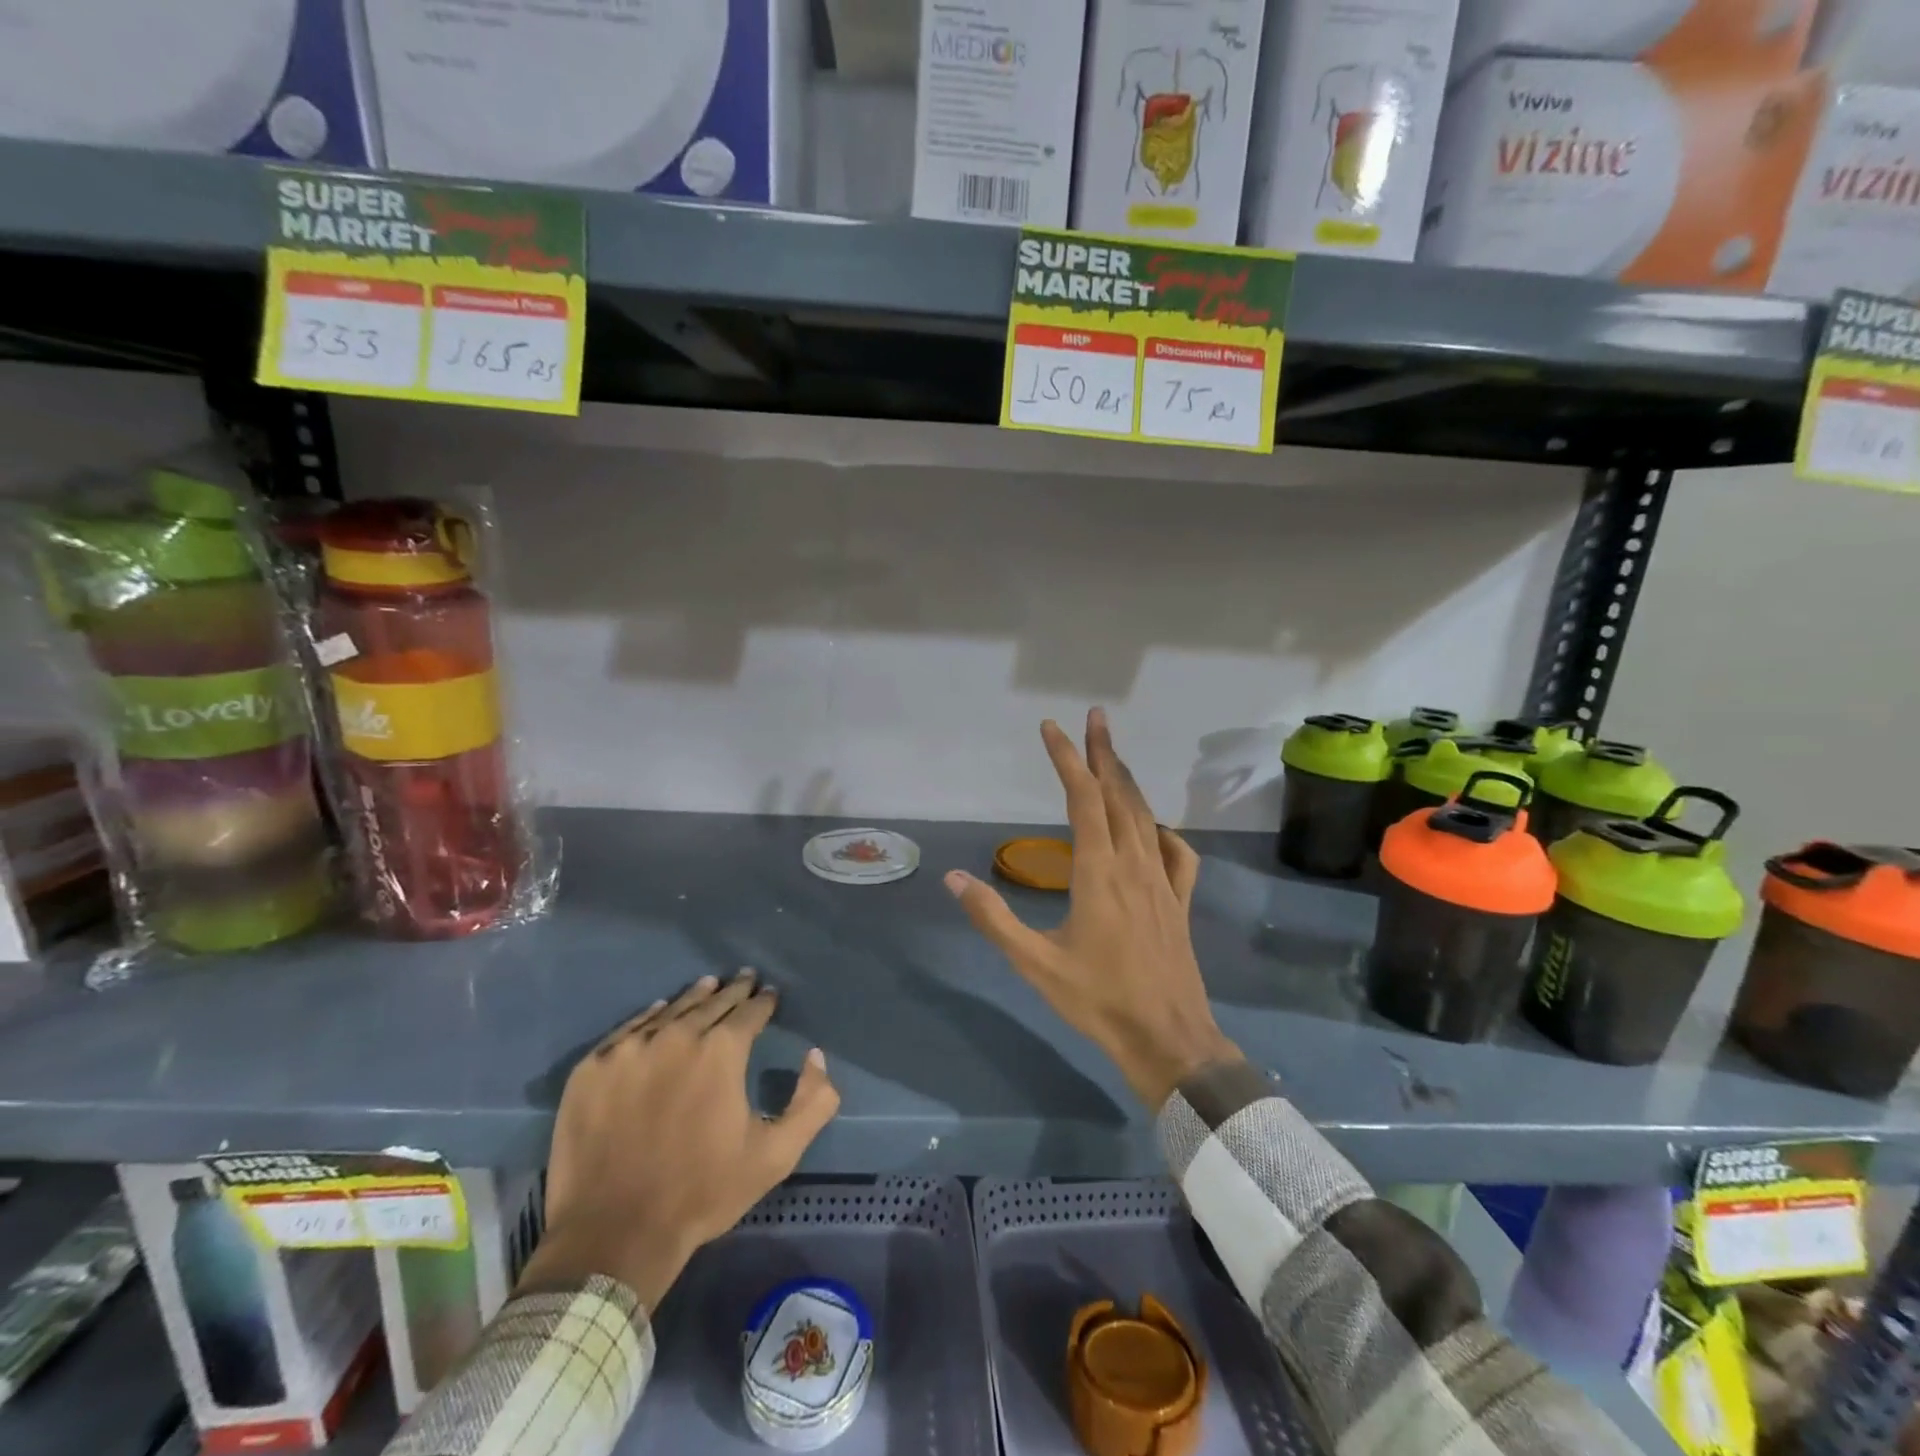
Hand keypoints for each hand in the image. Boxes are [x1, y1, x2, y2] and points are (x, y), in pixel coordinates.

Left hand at [520, 971, 839, 1309]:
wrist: (614, 1234)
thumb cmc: (702, 1193)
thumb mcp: (776, 1155)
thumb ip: (812, 1102)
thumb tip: (816, 1056)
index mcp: (722, 1050)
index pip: (750, 1010)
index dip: (764, 1001)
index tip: (769, 993)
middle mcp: (676, 1036)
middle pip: (711, 1002)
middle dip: (733, 991)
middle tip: (744, 978)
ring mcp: (629, 1049)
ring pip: (671, 1010)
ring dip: (694, 997)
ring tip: (708, 985)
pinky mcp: (592, 1068)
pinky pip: (629, 1029)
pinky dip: (650, 1017)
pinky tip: (658, 1012)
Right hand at [944, 708, 1239, 1109]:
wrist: (1168, 1041)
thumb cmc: (1097, 1001)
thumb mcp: (1034, 964)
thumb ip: (993, 918)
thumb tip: (955, 878)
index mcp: (1098, 872)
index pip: (1082, 799)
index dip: (1067, 759)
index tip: (1051, 728)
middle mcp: (1134, 865)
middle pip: (1119, 795)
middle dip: (1104, 752)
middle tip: (1093, 718)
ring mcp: (1163, 882)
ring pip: (1146, 817)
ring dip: (1128, 781)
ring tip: (1113, 756)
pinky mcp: (1179, 903)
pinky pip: (1177, 854)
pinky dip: (1162, 830)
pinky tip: (1155, 830)